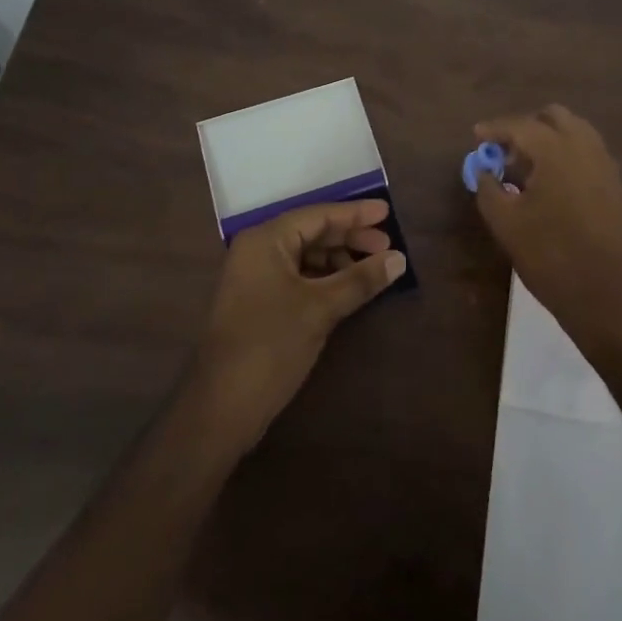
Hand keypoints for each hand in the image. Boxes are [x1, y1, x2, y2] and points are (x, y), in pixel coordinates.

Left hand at [192, 199, 406, 451]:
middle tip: (388, 245)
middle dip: (350, 238)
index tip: (387, 212)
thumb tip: (399, 259)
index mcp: (266, 240)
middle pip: (312, 232)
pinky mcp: (260, 302)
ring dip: (340, 260)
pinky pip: (299, 276)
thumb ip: (361, 279)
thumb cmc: (271, 345)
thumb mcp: (321, 308)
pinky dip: (326, 278)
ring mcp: (256, 277)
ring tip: (373, 269)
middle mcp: (258, 250)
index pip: (318, 215)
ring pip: (306, 255)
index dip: (355, 213)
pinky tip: (349, 288)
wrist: (222, 408)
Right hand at [473, 105, 621, 356]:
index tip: (477, 136)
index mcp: (556, 150)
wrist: (608, 297)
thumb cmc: (551, 257)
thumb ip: (489, 189)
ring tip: (526, 167)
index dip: (495, 129)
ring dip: (549, 139)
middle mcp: (585, 148)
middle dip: (526, 127)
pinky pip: (588, 153)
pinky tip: (550, 184)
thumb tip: (484, 171)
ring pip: (575, 132)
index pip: (520, 126)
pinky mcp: (616, 185)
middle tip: (504, 151)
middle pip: (553, 117)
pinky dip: (566, 155)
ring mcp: (605, 165)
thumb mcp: (506, 224)